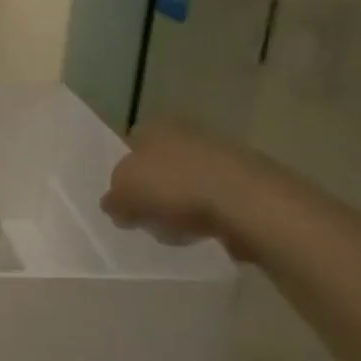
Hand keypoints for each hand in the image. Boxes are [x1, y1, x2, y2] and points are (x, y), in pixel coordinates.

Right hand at [100, 122, 261, 260]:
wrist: (247, 202)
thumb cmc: (174, 188)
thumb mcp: (123, 196)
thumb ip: (113, 200)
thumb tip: (114, 204)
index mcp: (154, 128)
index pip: (129, 146)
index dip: (123, 173)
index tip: (123, 200)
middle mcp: (186, 133)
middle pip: (159, 165)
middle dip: (153, 190)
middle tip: (146, 217)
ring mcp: (220, 154)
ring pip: (187, 183)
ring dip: (180, 205)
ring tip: (176, 231)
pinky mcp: (246, 180)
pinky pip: (215, 200)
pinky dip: (208, 215)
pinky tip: (204, 233)